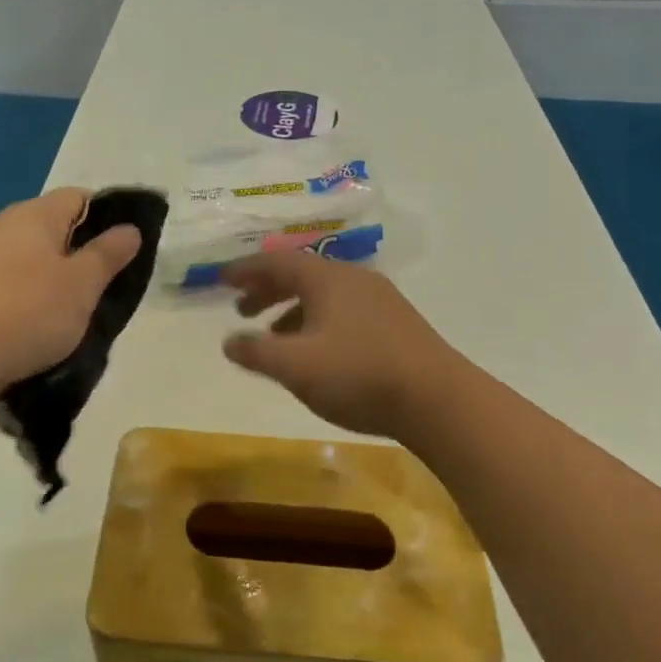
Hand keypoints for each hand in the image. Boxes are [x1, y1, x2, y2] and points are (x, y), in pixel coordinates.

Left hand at [0, 189, 141, 404]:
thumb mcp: (83, 284)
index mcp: (34, 214)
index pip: (80, 197)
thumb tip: (130, 228)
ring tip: (77, 313)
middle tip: (106, 286)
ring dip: (58, 280)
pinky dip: (32, 298)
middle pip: (56, 228)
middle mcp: (5, 226)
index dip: (108, 217)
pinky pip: (14, 283)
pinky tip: (41, 326)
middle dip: (83, 253)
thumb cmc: (28, 311)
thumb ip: (109, 253)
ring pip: (35, 259)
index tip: (125, 251)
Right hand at [222, 253, 465, 440]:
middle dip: (267, 290)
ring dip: (292, 309)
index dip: (245, 270)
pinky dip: (317, 322)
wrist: (439, 400)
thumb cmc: (359, 375)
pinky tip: (316, 352)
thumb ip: (257, 352)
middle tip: (241, 309)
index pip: (276, 262)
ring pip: (324, 295)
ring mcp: (379, 300)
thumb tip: (229, 341)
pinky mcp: (396, 324)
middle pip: (301, 275)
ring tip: (273, 336)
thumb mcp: (296, 366)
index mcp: (327, 278)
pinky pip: (343, 311)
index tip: (221, 279)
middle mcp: (353, 279)